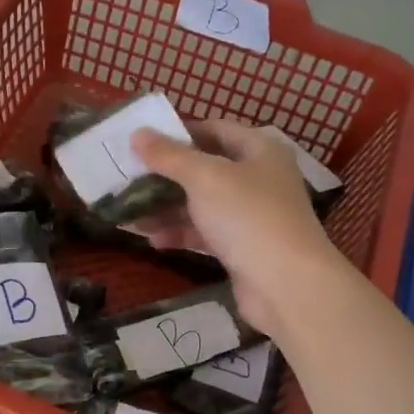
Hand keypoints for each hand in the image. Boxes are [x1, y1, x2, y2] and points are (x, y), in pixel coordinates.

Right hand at [129, 120, 348, 337]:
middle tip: (128, 179)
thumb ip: (169, 156)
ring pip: (202, 204)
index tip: (143, 141)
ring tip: (129, 213)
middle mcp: (259, 178)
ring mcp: (251, 215)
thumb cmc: (247, 216)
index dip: (180, 132)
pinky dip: (180, 233)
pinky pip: (205, 233)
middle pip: (205, 169)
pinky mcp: (242, 248)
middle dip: (166, 176)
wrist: (286, 284)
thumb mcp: (204, 177)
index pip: (215, 129)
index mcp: (259, 150)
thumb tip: (137, 134)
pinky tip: (152, 240)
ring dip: (167, 208)